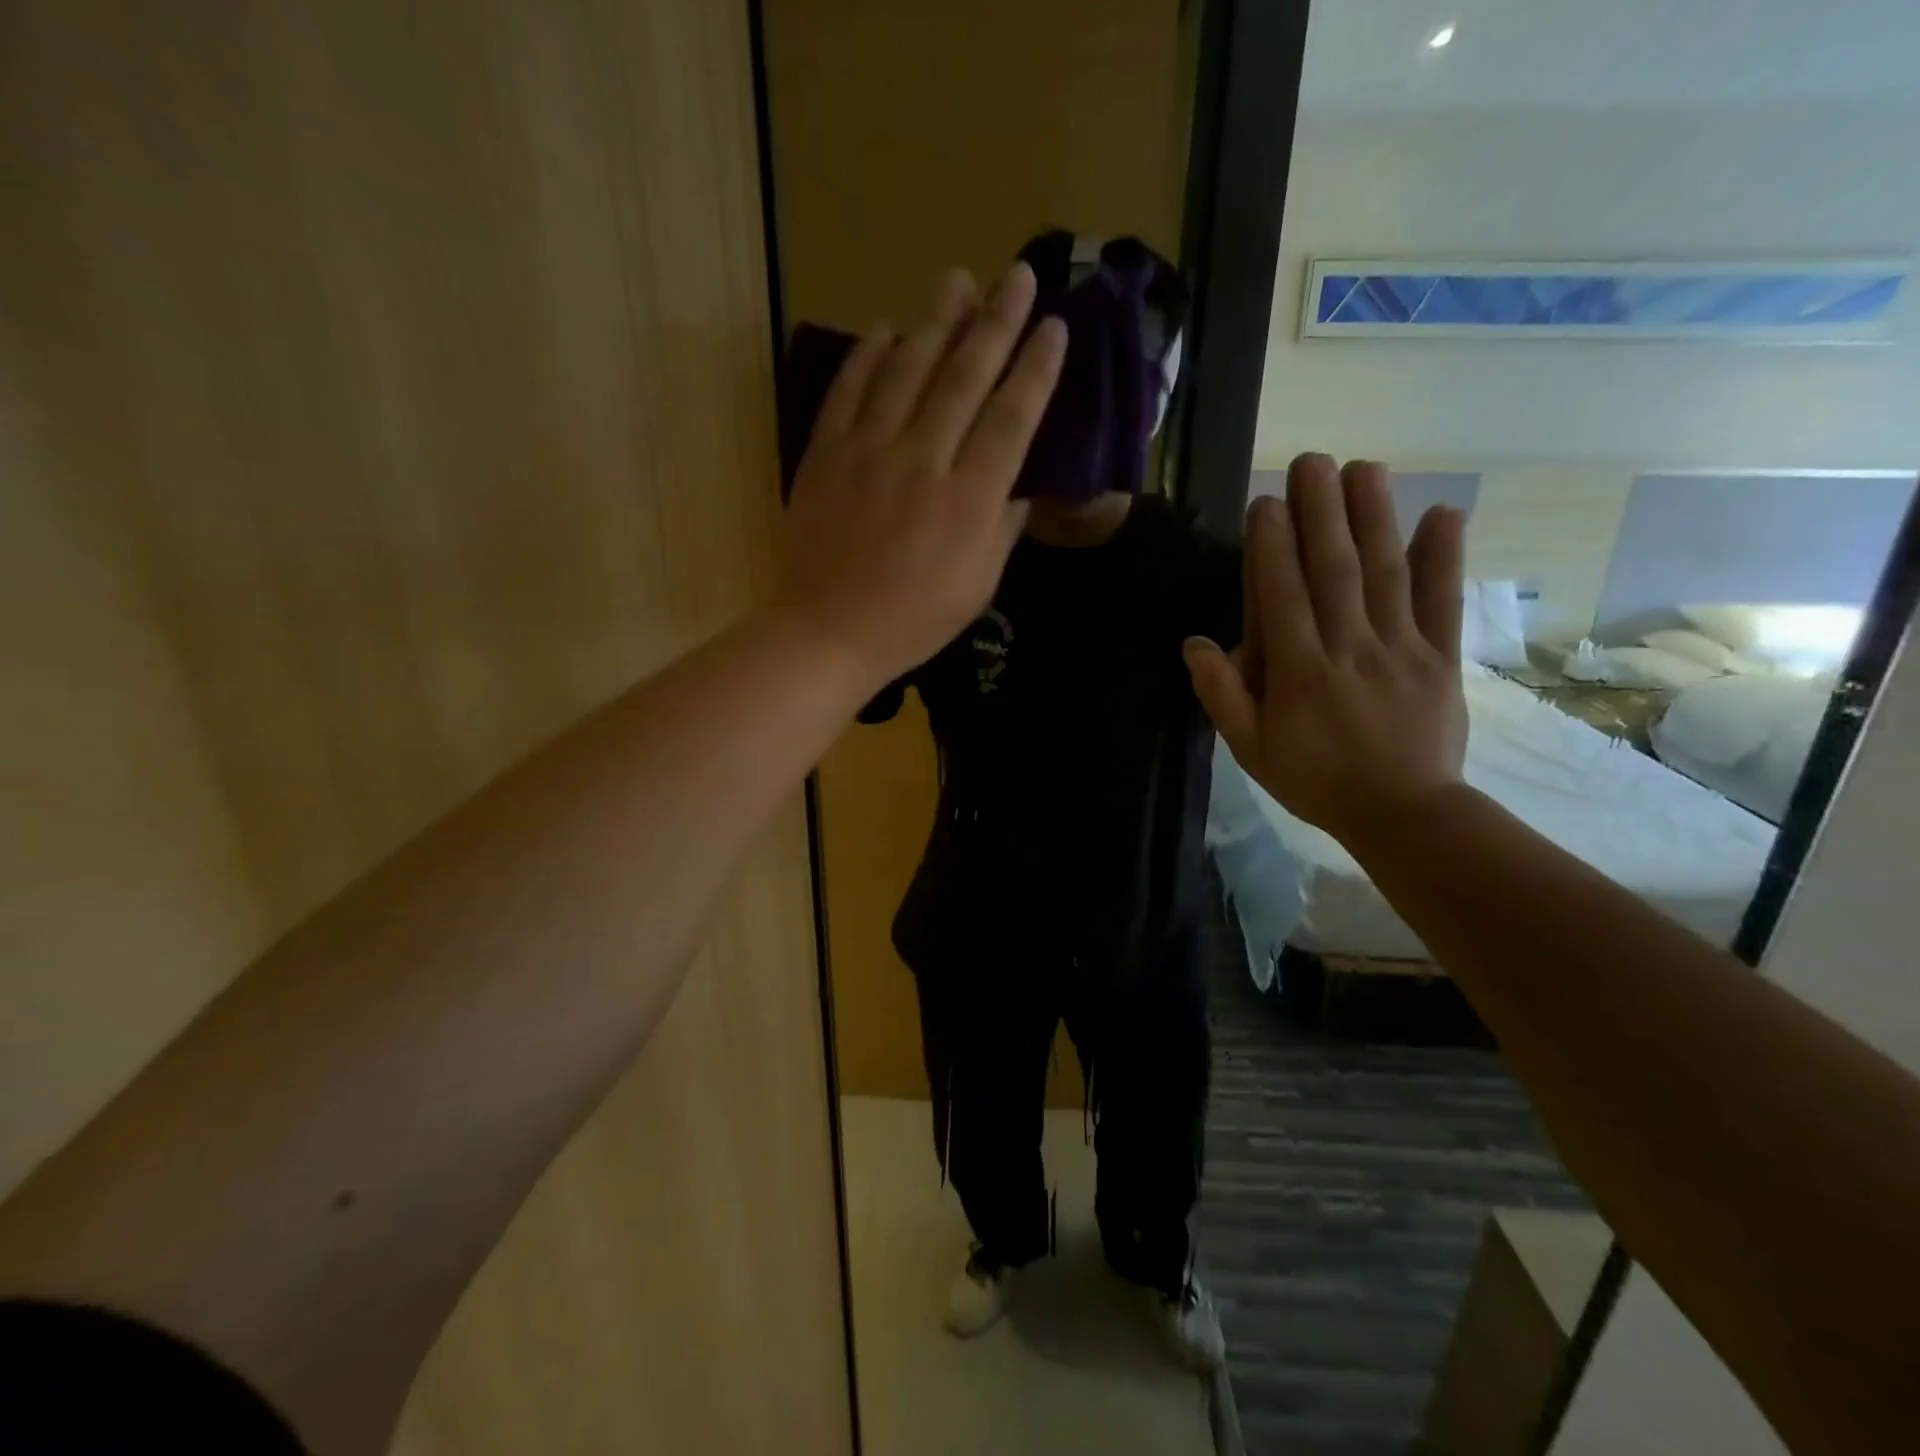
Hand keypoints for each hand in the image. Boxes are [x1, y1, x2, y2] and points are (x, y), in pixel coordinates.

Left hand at [776, 264, 1067, 688]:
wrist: (827, 631)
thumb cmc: (913, 620)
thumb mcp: (978, 585)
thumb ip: (1002, 526)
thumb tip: (1019, 480)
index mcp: (969, 500)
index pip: (1012, 418)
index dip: (1036, 368)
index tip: (1054, 326)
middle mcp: (923, 461)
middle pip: (964, 378)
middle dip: (996, 322)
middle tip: (1016, 275)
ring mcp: (869, 452)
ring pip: (907, 371)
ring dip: (935, 322)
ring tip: (957, 281)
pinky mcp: (826, 454)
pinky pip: (849, 392)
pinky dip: (867, 357)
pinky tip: (885, 329)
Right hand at [1184, 454, 1469, 848]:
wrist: (1402, 814)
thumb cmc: (1315, 781)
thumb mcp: (1251, 750)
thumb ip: (1222, 696)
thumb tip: (1194, 643)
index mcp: (1298, 671)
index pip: (1281, 594)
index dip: (1273, 545)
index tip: (1267, 502)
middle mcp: (1348, 647)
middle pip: (1333, 568)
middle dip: (1321, 511)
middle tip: (1312, 461)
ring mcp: (1400, 649)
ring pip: (1385, 573)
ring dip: (1374, 517)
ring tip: (1365, 468)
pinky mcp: (1440, 658)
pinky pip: (1442, 602)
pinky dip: (1445, 557)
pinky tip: (1443, 513)